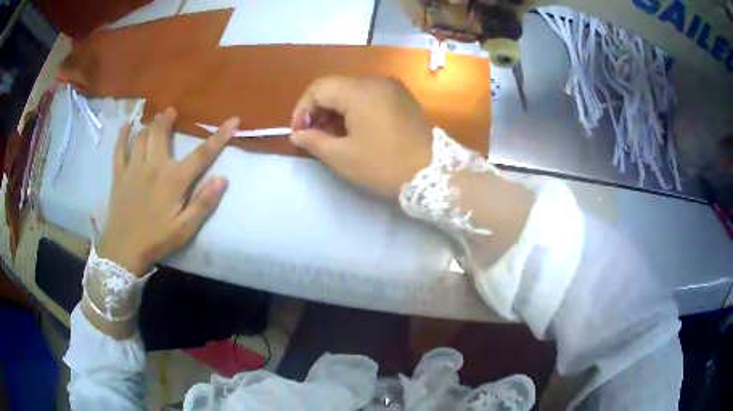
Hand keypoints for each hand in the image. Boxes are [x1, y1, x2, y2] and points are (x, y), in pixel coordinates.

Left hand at [98, 108, 238, 275]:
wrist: (124, 249)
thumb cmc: (157, 239)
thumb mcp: (185, 229)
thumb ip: (203, 203)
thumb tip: (223, 179)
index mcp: (174, 180)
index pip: (201, 154)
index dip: (219, 136)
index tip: (233, 120)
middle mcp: (154, 166)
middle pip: (161, 133)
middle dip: (167, 119)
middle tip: (171, 112)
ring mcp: (133, 168)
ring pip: (141, 136)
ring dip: (149, 125)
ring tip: (154, 120)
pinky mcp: (119, 174)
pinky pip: (119, 148)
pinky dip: (123, 135)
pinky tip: (127, 126)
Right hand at [289, 76, 432, 198]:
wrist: (434, 173)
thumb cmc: (385, 165)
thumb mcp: (343, 157)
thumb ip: (314, 141)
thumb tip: (296, 134)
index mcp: (359, 90)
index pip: (318, 88)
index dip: (302, 109)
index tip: (299, 133)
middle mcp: (376, 81)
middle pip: (336, 87)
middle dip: (319, 111)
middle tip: (315, 138)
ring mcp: (393, 88)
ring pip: (353, 92)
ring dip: (337, 111)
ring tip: (334, 137)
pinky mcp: (403, 99)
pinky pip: (371, 97)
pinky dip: (356, 110)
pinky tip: (356, 131)